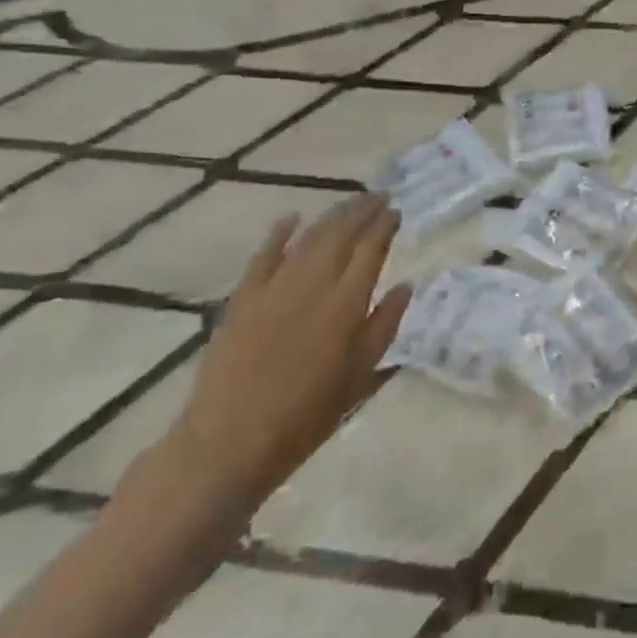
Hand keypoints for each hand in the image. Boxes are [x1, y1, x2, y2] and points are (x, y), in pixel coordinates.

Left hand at [162, 195, 410, 521]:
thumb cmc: (307, 416)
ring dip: (331, 216)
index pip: (370, 251)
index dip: (384, 227)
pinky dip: (278, 234)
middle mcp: (312, 286)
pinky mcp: (243, 299)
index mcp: (345, 305)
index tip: (397, 212)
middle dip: (361, 211)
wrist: (230, 441)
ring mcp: (274, 289)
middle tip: (379, 196)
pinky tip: (291, 217)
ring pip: (307, 239)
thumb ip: (384, 327)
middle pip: (340, 235)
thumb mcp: (360, 377)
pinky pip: (263, 256)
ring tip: (349, 202)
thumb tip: (405, 287)